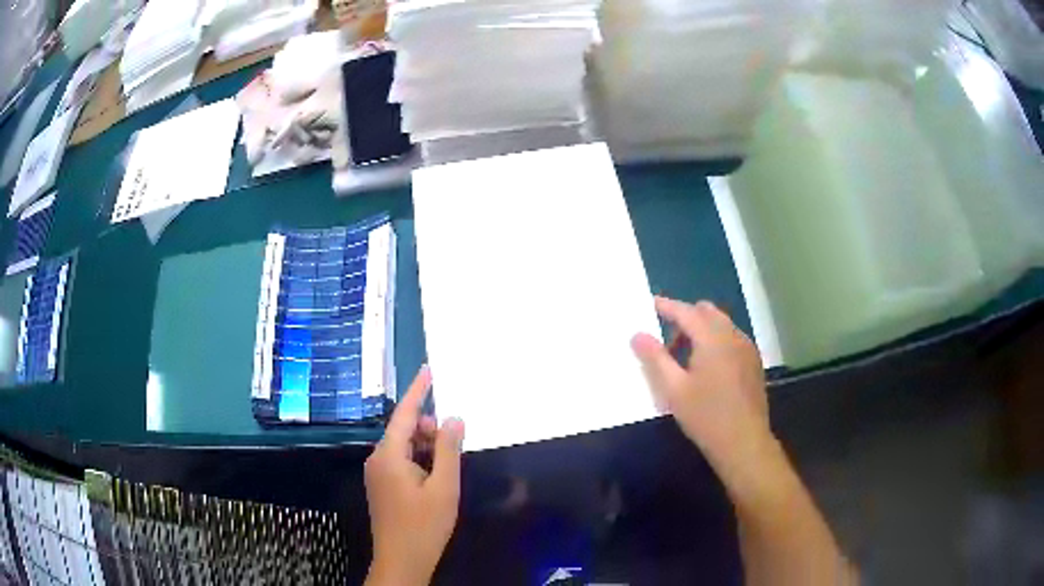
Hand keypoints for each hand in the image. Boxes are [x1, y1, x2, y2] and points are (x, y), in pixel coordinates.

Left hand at [364, 366, 465, 585]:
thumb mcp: (444, 487)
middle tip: (454, 441)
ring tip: (448, 464)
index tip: (429, 369)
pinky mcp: (381, 486)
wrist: (401, 561)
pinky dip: (419, 460)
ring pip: (403, 447)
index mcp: (389, 455)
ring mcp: (377, 473)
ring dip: (426, 447)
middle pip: (403, 430)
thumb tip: (453, 418)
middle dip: (428, 428)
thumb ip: (448, 450)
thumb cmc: (424, 525)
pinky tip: (435, 475)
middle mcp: (377, 459)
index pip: (404, 414)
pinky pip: (400, 461)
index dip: (418, 390)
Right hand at [631, 297, 775, 486]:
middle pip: (707, 313)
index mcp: (713, 338)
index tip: (651, 303)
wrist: (744, 442)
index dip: (667, 306)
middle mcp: (733, 336)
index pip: (686, 312)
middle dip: (686, 318)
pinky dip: (716, 341)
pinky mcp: (753, 363)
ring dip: (702, 330)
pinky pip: (732, 339)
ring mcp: (747, 348)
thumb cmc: (706, 416)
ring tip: (685, 359)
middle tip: (667, 342)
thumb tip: (637, 335)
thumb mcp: (674, 390)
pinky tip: (708, 369)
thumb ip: (655, 359)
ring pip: (722, 325)